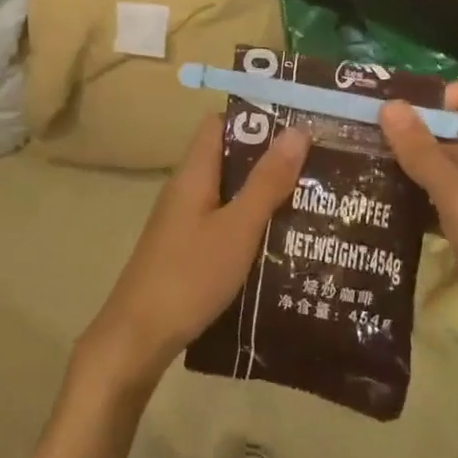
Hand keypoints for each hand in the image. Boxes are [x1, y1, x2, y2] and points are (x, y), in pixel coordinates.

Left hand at [78, 116, 310, 395]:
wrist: (138, 338)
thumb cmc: (189, 276)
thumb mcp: (237, 228)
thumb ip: (266, 182)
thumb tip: (296, 130)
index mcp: (194, 173)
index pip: (221, 124)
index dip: (256, 118)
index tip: (299, 122)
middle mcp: (187, 189)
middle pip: (229, 158)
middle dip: (270, 159)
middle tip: (319, 165)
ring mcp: (185, 221)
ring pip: (230, 194)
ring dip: (264, 194)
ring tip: (313, 200)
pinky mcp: (188, 250)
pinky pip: (225, 223)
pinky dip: (252, 224)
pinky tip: (283, 242)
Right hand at [380, 84, 457, 380]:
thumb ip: (422, 151)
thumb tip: (389, 104)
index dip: (431, 95)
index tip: (386, 107)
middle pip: (454, 133)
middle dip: (410, 133)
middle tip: (360, 139)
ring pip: (448, 171)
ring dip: (412, 169)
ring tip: (364, 171)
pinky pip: (449, 204)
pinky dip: (422, 202)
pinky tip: (388, 211)